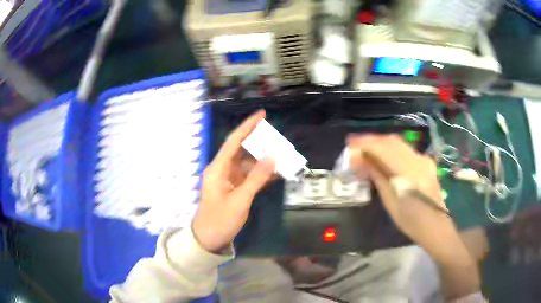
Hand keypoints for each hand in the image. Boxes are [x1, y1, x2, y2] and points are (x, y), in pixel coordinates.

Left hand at [193, 110, 274, 252]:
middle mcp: (222, 169)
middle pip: (241, 150)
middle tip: (278, 137)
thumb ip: (256, 178)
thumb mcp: (240, 200)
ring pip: (247, 163)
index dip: (248, 126)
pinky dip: (261, 174)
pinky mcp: (234, 188)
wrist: (208, 239)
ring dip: (263, 159)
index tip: (262, 114)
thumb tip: (272, 156)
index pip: (234, 141)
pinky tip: (275, 172)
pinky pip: (249, 176)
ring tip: (281, 154)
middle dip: (259, 142)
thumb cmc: (220, 219)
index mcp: (218, 168)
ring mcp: (228, 179)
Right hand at [348, 134, 446, 245]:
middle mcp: (417, 160)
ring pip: (398, 143)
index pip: (384, 149)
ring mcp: (423, 159)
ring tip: (366, 148)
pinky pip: (405, 150)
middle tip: (355, 144)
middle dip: (371, 140)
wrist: (434, 224)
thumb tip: (360, 161)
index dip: (365, 144)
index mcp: (409, 172)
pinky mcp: (425, 162)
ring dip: (381, 143)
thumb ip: (377, 176)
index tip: (349, 144)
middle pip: (391, 141)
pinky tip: (383, 155)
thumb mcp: (390, 200)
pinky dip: (391, 149)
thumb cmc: (410, 219)